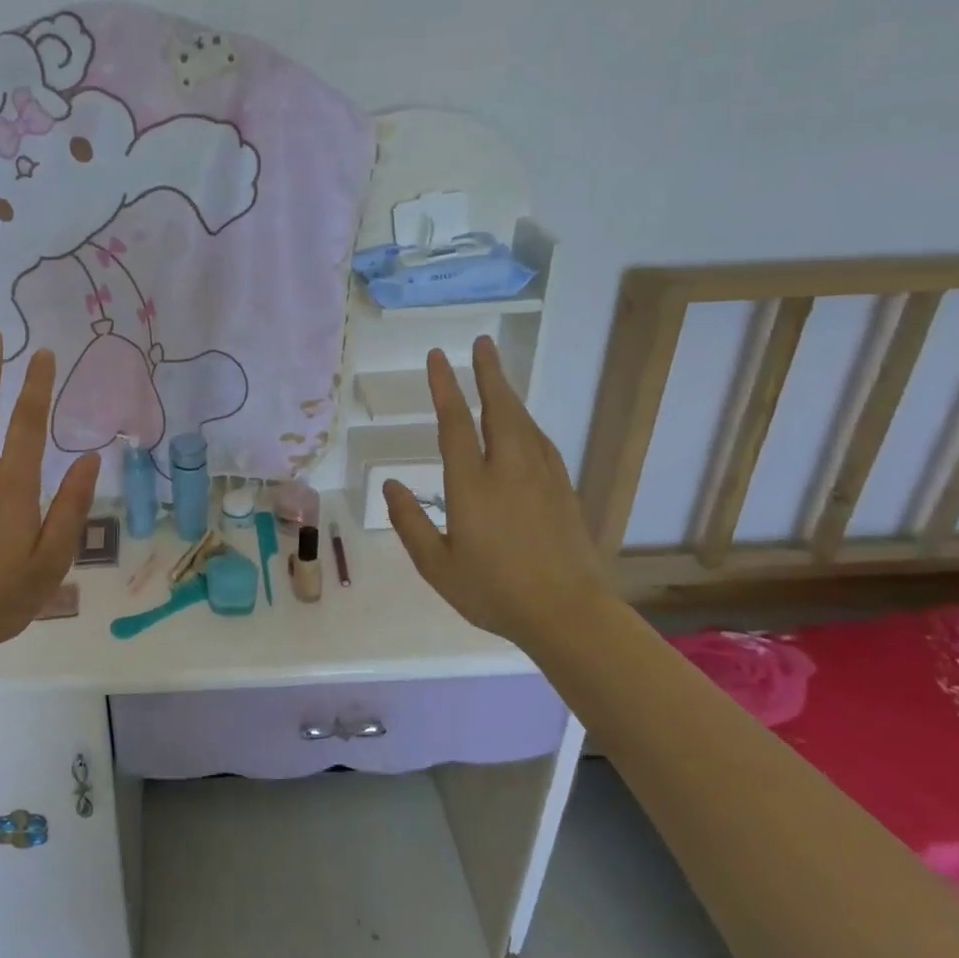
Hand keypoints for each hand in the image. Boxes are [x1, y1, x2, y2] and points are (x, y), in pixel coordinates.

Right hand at [384, 336, 609, 641]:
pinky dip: (528, 423)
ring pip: (523, 421)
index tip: (438, 357)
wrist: (568, 614)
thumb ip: (410, 522)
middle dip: (488, 373)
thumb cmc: (493, 591)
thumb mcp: (436, 565)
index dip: (445, 386)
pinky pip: (541, 442)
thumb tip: (391, 484)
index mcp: (472, 484)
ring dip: (508, 393)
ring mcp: (541, 477)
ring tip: (496, 374)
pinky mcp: (563, 490)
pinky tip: (525, 424)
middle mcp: (508, 469)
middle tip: (482, 343)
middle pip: (498, 408)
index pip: (455, 422)